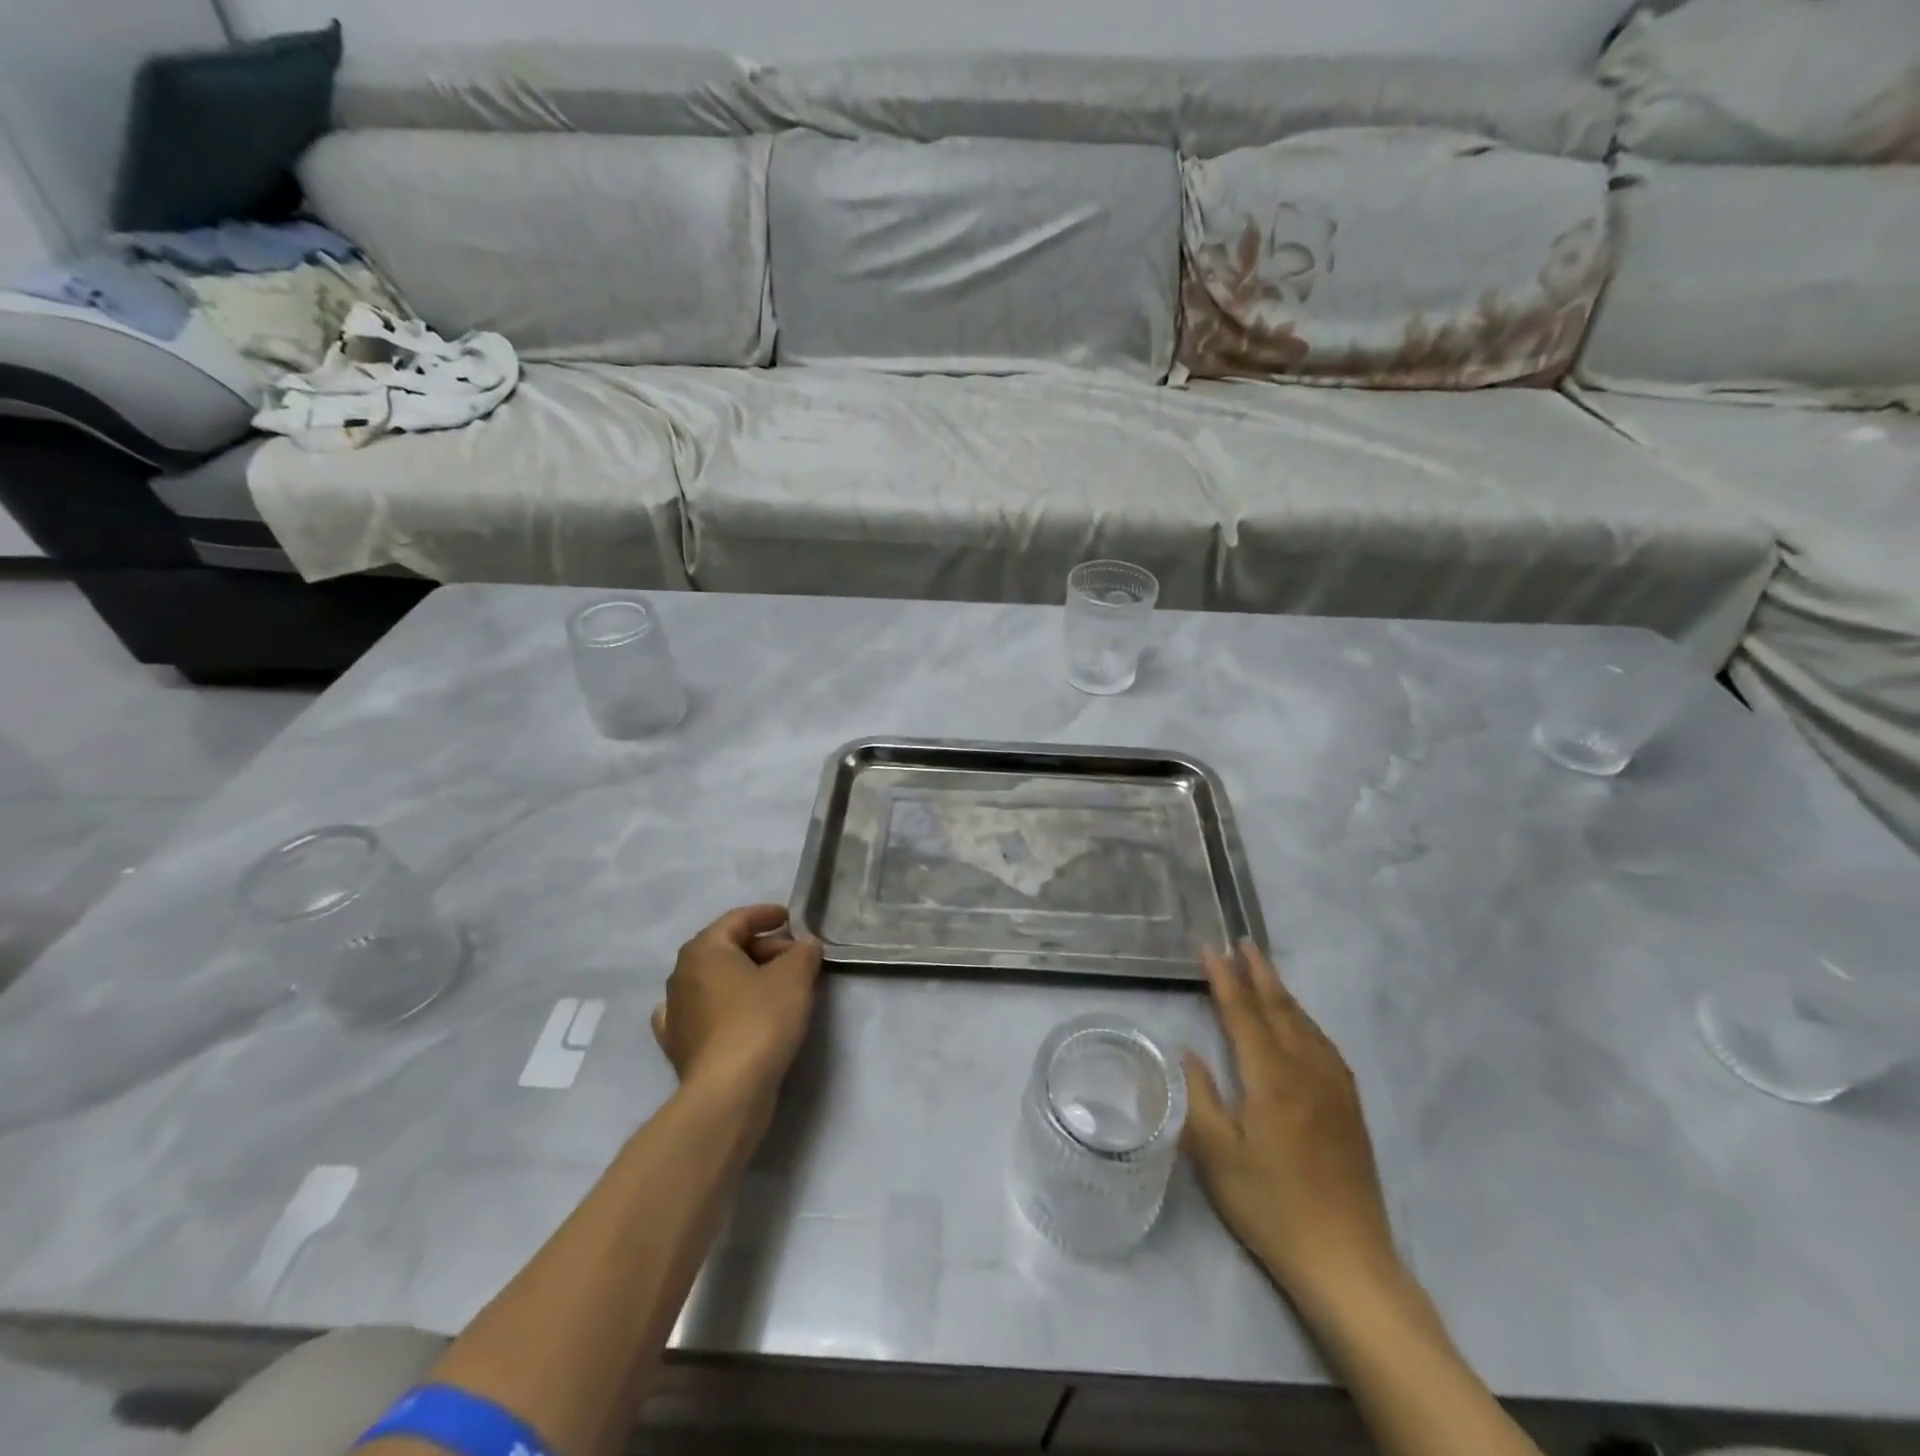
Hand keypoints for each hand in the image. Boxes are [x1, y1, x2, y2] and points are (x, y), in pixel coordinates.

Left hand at [652, 905, 821, 1109]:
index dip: (767, 914)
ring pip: (714, 981)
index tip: (791, 918)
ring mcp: (675, 1012)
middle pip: (726, 948)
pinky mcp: (678, 1045)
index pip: (738, 919)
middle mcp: (681, 974)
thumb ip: (803, 952)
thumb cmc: (760, 1019)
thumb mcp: (795, 976)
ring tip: (775, 986)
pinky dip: (720, 1007)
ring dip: (743, 977)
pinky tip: (729, 1013)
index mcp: (705, 949)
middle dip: (762, 948)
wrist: (728, 1091)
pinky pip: (702, 1013)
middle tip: (795, 957)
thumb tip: (805, 945)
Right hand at [1184, 943, 1402, 1311]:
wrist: (1347, 1261)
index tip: (1209, 948)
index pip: (1243, 1014)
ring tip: (1265, 970)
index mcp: (1272, 1079)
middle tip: (1242, 942)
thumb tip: (1188, 1051)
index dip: (1224, 979)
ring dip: (1282, 992)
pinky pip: (1325, 1046)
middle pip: (1280, 1009)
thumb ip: (1199, 1096)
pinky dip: (1305, 1021)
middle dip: (1259, 973)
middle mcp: (1307, 1072)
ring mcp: (1334, 1090)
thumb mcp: (1217, 1156)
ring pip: (1305, 1025)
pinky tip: (1301, 1024)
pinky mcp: (1350, 1109)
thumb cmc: (1271, 1207)